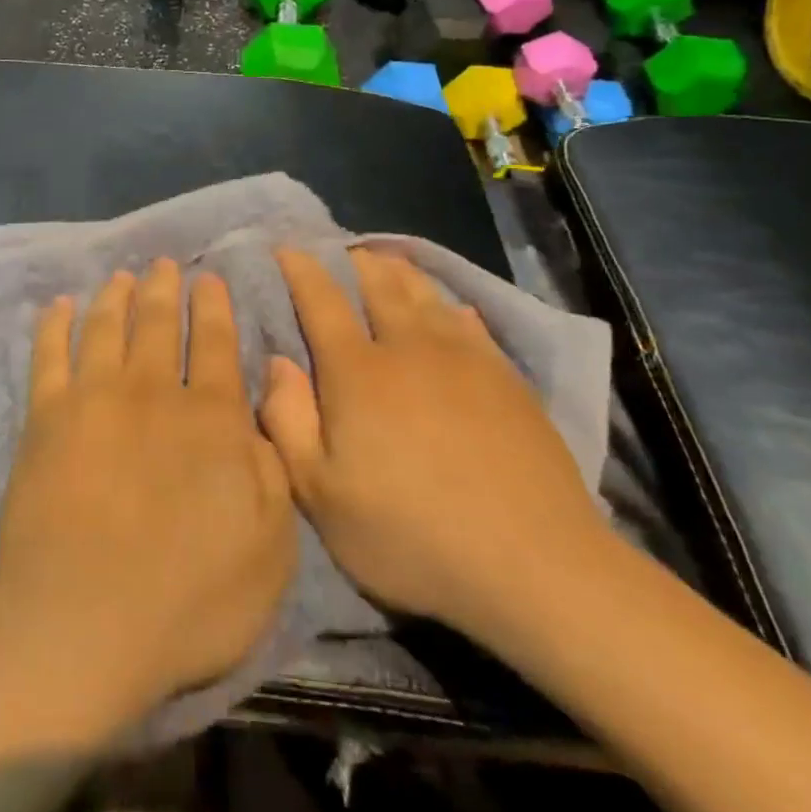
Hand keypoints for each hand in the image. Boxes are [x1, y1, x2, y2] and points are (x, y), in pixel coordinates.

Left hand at [0, 260, 296, 714]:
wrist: (84, 625)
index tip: (208, 278)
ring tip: (121, 276)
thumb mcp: (272, 545)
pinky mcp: (45, 417)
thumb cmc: (191, 600)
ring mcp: (93, 398)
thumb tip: (267, 398)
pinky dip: (54, 324)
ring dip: (116, 296)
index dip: (213, 306)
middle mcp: (152, 390)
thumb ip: (274, 464)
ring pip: (106, 326)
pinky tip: (58, 306)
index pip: (214, 342)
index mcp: (210, 416)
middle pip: (158, 322)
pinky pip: (49, 354)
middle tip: (163, 264)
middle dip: (164, 289)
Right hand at [260, 247, 611, 648]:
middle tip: (340, 250)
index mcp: (357, 372)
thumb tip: (277, 361)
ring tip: (387, 261)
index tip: (287, 248)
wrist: (532, 564)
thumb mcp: (321, 495)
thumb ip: (288, 421)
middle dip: (354, 261)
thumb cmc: (410, 535)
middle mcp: (409, 348)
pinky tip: (450, 308)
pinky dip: (449, 305)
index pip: (321, 301)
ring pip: (425, 295)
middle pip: (379, 285)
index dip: (301, 270)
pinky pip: (470, 322)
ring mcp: (465, 359)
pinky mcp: (506, 378)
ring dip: (400, 272)